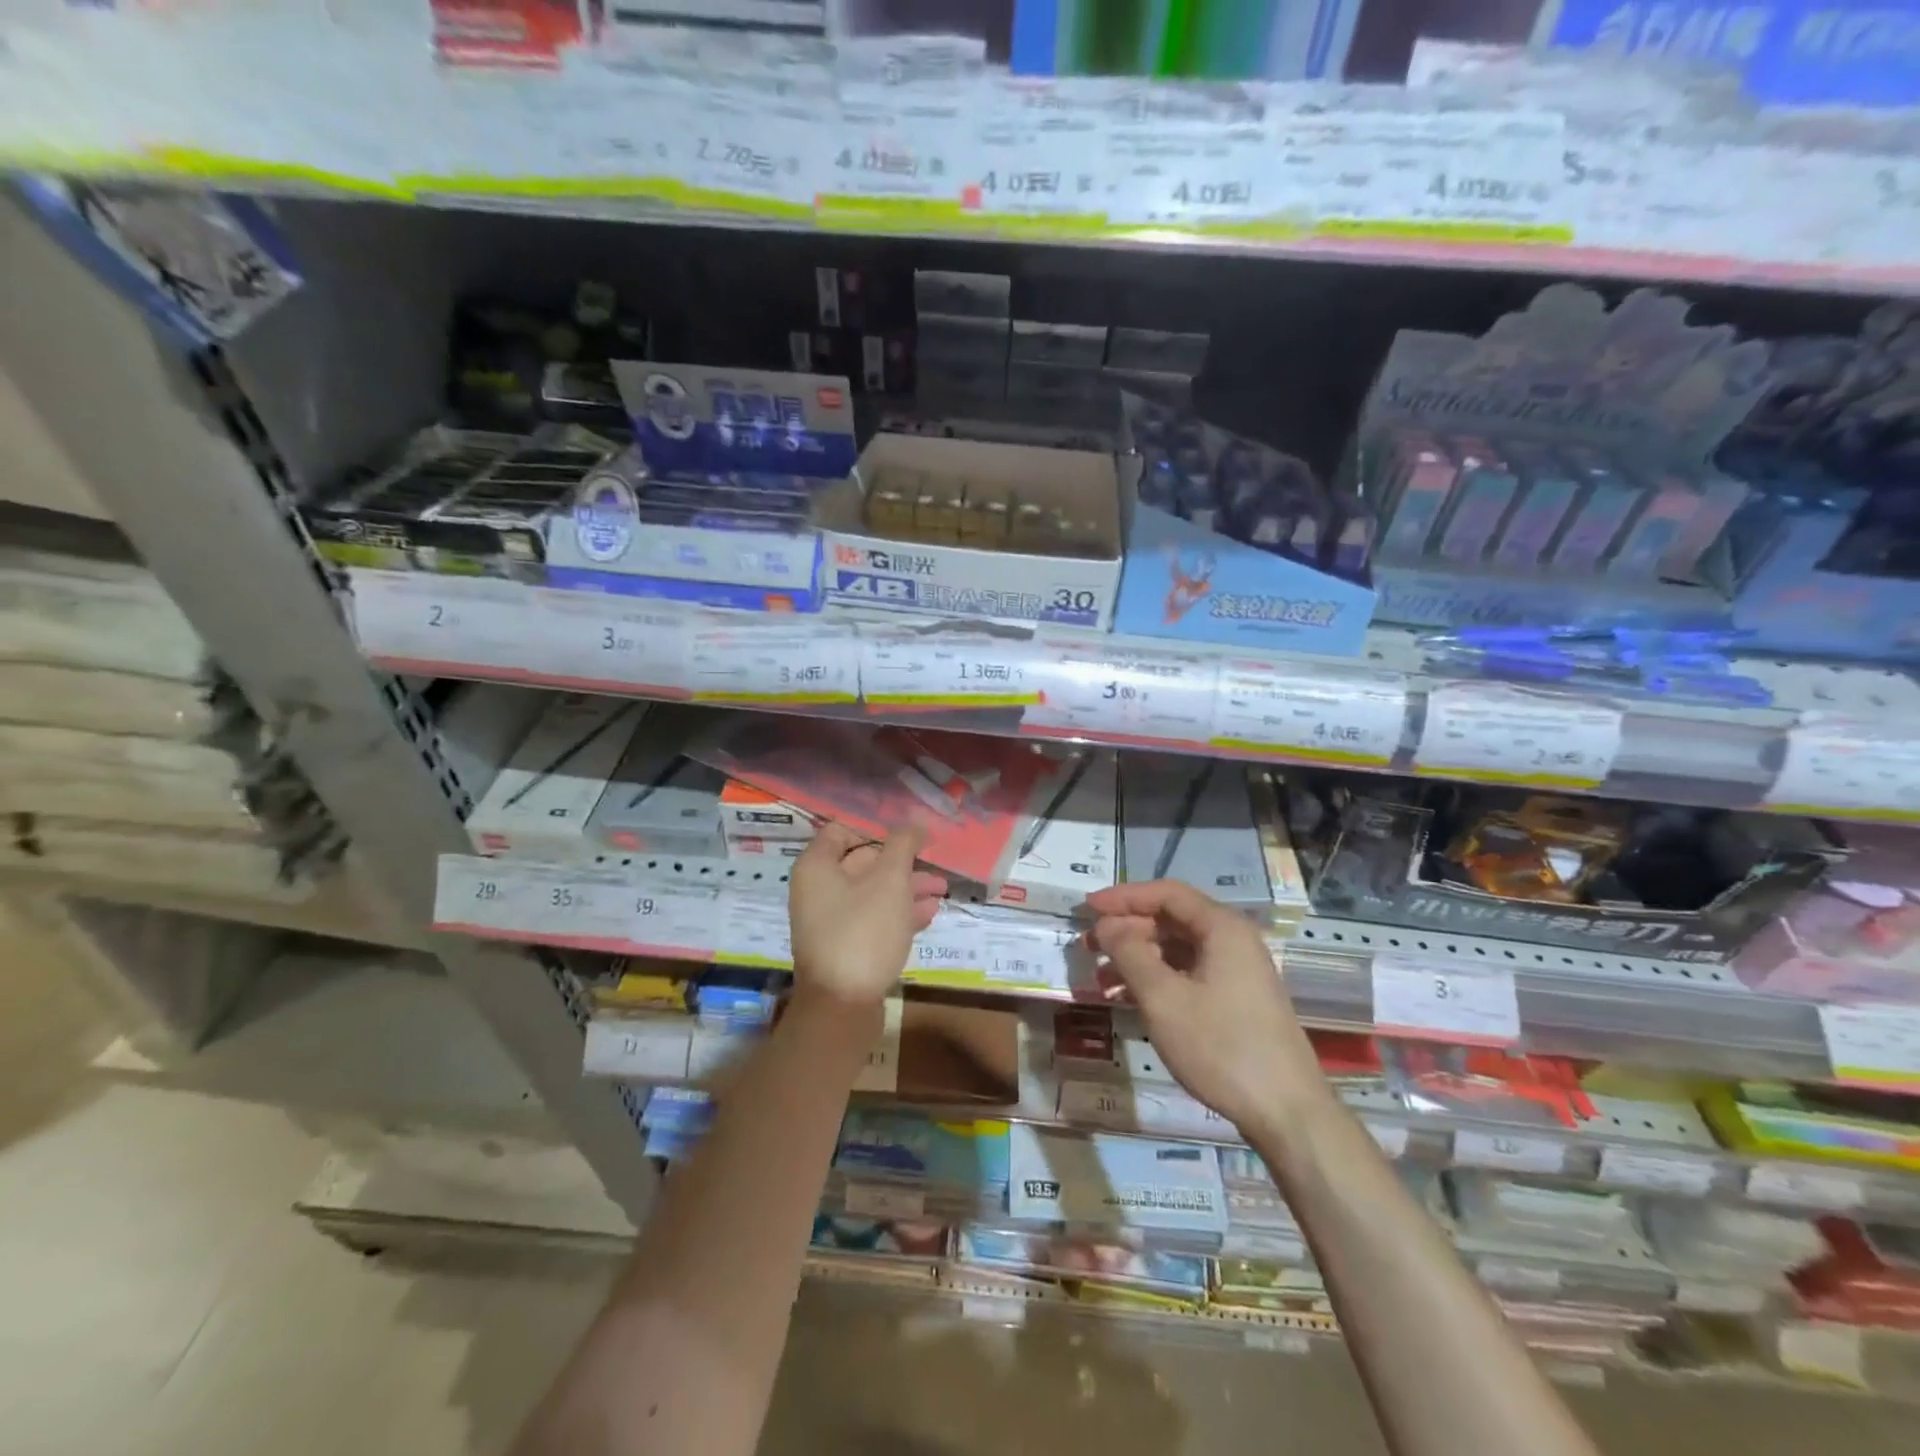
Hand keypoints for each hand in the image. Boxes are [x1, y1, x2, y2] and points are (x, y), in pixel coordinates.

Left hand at [789, 821, 945, 1013]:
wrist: (843, 1006)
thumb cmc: (864, 931)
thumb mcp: (890, 880)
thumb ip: (903, 845)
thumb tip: (915, 824)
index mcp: (817, 867)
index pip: (843, 830)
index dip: (877, 829)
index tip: (910, 837)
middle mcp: (817, 890)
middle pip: (862, 862)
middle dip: (901, 862)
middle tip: (935, 866)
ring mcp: (830, 921)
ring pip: (872, 893)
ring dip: (906, 888)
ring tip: (941, 891)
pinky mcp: (845, 947)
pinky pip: (873, 919)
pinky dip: (899, 914)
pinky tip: (928, 915)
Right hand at [1084, 879, 1319, 1133]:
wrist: (1287, 1113)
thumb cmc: (1220, 1046)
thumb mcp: (1163, 997)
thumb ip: (1129, 952)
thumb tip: (1107, 925)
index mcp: (1222, 928)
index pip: (1166, 893)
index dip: (1124, 897)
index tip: (1088, 908)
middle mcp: (1233, 941)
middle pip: (1172, 919)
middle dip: (1127, 929)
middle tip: (1089, 945)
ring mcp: (1237, 972)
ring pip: (1178, 950)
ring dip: (1138, 957)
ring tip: (1101, 978)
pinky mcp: (1236, 1001)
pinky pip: (1188, 974)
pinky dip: (1157, 979)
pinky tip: (1128, 999)